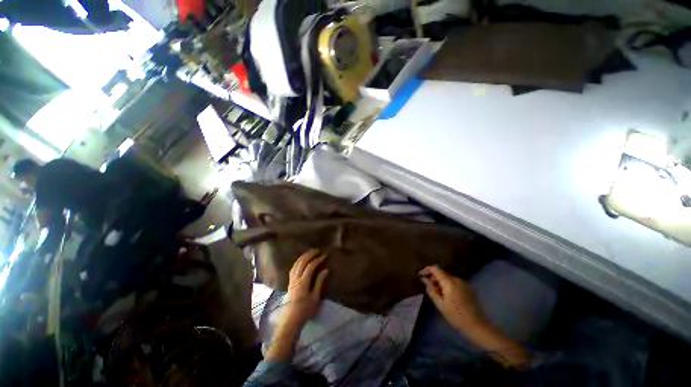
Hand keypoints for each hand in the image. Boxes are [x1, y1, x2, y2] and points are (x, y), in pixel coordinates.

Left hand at [266, 250, 327, 361]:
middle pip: (302, 262)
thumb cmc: (305, 310)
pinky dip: (298, 261)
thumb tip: (326, 269)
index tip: (325, 255)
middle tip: (317, 250)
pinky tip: (301, 261)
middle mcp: (296, 278)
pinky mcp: (289, 282)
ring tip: (310, 252)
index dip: (318, 259)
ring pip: (296, 264)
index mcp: (303, 282)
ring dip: (303, 256)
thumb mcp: (315, 297)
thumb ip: (319, 282)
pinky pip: (293, 268)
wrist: (291, 320)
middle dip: (310, 254)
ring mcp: (291, 280)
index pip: (311, 266)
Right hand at [420, 265, 485, 331]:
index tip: (420, 275)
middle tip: (429, 288)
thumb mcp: (440, 305)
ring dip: (441, 282)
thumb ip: (431, 290)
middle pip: (442, 273)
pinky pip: (454, 282)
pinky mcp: (469, 288)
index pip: (435, 269)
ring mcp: (464, 283)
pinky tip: (448, 296)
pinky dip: (448, 285)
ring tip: (438, 294)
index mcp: (450, 282)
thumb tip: (424, 279)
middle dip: (434, 278)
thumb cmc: (457, 317)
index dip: (426, 270)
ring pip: (448, 278)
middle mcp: (457, 279)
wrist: (478, 326)